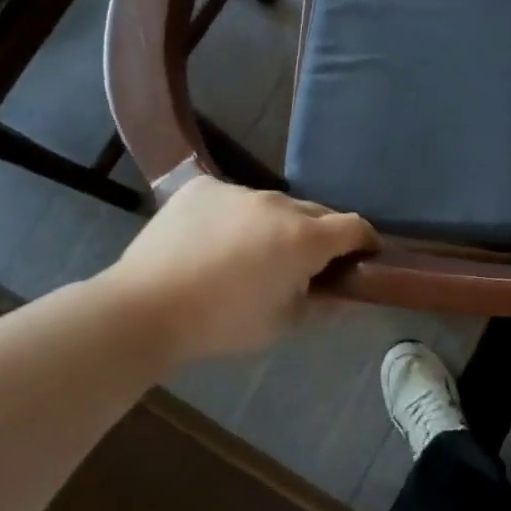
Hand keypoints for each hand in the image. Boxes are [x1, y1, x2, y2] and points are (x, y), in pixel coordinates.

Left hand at [98, 176, 375, 370]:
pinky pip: (235, 198)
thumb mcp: (284, 323)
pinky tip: (215, 242)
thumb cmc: (223, 323)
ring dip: (276, 225)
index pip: (355, 226)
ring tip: (250, 255)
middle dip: (320, 236)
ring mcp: (239, 190)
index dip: (366, 242)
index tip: (362, 258)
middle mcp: (278, 204)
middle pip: (316, 213)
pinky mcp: (204, 187)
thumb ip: (324, 304)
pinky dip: (237, 216)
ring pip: (274, 206)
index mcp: (304, 238)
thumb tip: (347, 295)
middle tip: (303, 266)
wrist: (144, 310)